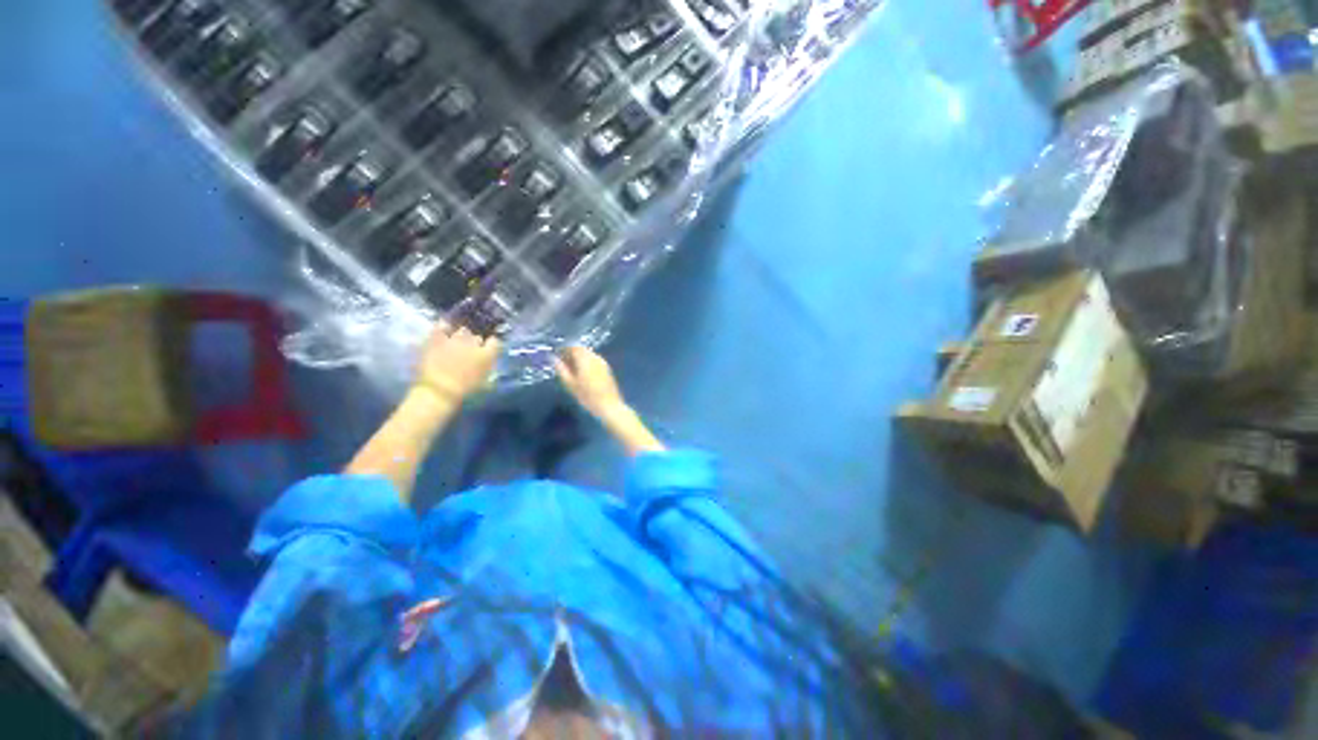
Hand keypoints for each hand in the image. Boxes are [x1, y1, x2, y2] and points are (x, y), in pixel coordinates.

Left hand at [415, 324, 500, 402]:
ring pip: (462, 331)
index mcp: (487, 354)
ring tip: (456, 343)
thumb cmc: (465, 391)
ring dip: (460, 336)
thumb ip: (488, 368)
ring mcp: (455, 339)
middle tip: (469, 351)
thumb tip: (488, 363)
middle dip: (474, 342)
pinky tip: (443, 330)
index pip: (495, 342)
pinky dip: (443, 328)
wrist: (438, 391)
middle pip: (477, 337)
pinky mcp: (437, 339)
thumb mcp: (485, 382)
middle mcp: (473, 343)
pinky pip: (441, 327)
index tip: (488, 351)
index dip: (491, 346)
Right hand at [555, 346, 626, 420]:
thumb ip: (561, 369)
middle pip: (581, 350)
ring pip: (588, 354)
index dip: (564, 349)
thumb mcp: (570, 384)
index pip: (573, 347)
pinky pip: (594, 360)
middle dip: (571, 353)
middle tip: (563, 363)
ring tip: (572, 370)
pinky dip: (587, 363)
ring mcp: (603, 362)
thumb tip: (553, 359)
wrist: (609, 405)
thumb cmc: (587, 396)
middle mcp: (595, 357)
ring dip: (579, 358)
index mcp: (585, 359)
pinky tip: (583, 374)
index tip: (557, 355)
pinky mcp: (607, 368)